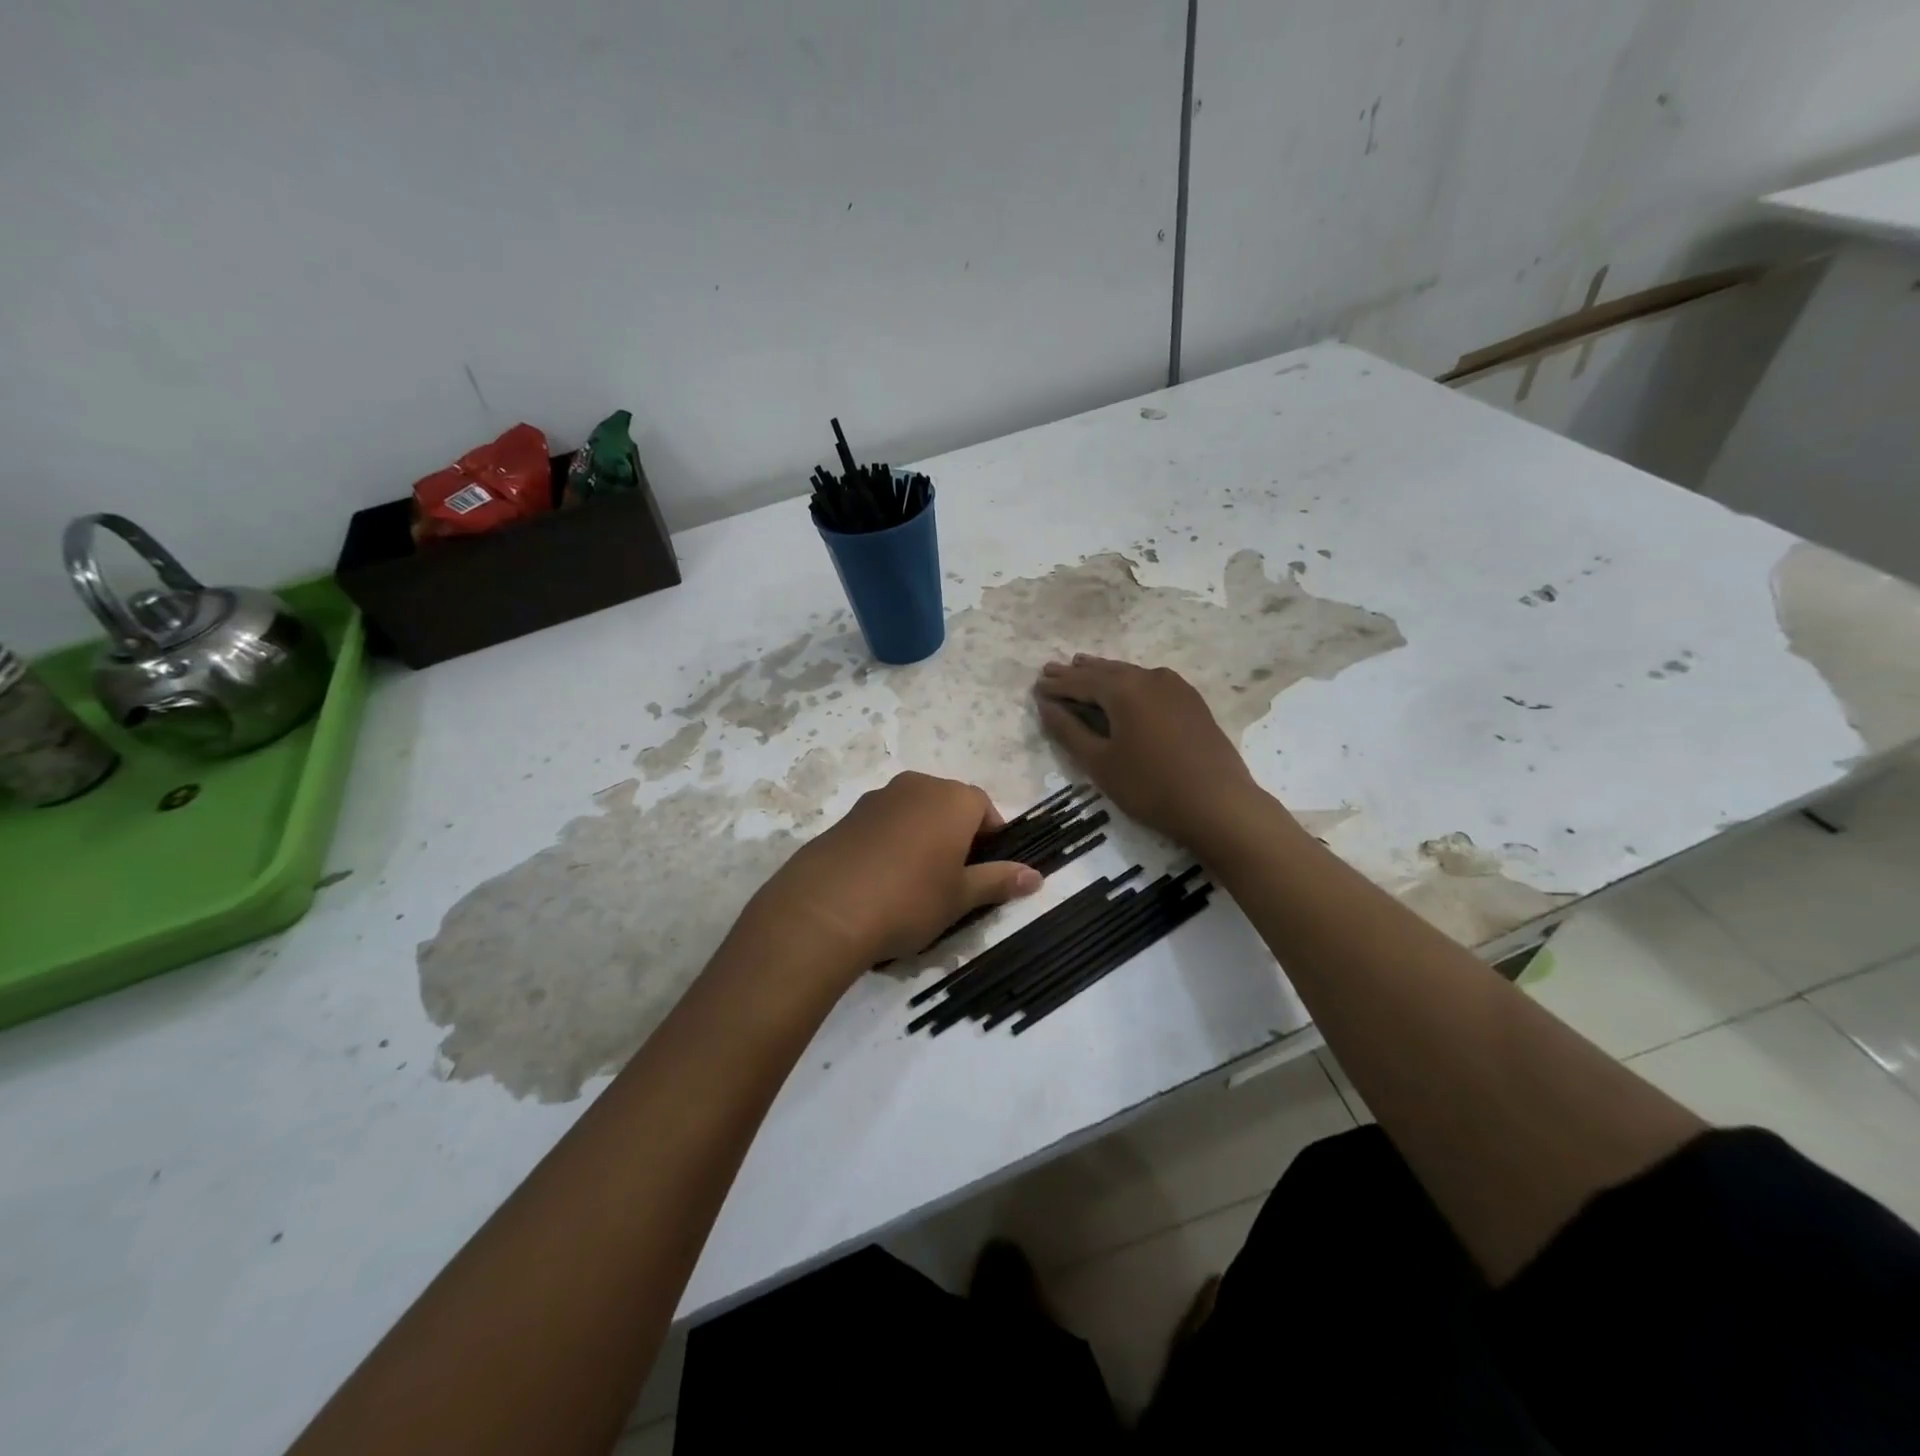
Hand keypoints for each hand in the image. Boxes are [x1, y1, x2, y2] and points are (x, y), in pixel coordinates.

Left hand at [740, 771, 1042, 974]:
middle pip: (949, 806)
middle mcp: (917, 786)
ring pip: (915, 813)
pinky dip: (891, 843)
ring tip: (914, 884)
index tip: (984, 873)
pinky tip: (881, 880)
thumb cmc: (909, 900)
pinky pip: (884, 823)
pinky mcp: (848, 815)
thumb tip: (1037, 877)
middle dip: (956, 837)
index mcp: (952, 799)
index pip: (985, 809)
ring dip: (922, 838)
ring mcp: (878, 797)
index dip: (991, 840)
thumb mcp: (960, 897)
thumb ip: (998, 881)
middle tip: (952, 881)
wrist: (825, 909)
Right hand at [1034, 655, 1261, 846]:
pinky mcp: (1192, 701)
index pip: (1080, 681)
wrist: (1218, 804)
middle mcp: (1149, 677)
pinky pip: (1150, 682)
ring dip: (1103, 673)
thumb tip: (1045, 705)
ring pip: (1130, 673)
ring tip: (1082, 668)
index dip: (1056, 685)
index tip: (1036, 686)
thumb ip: (1068, 731)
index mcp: (1123, 689)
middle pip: (1105, 671)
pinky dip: (1129, 682)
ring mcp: (1175, 687)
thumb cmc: (1150, 786)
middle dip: (1077, 672)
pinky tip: (1126, 688)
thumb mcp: (1099, 763)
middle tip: (1052, 670)